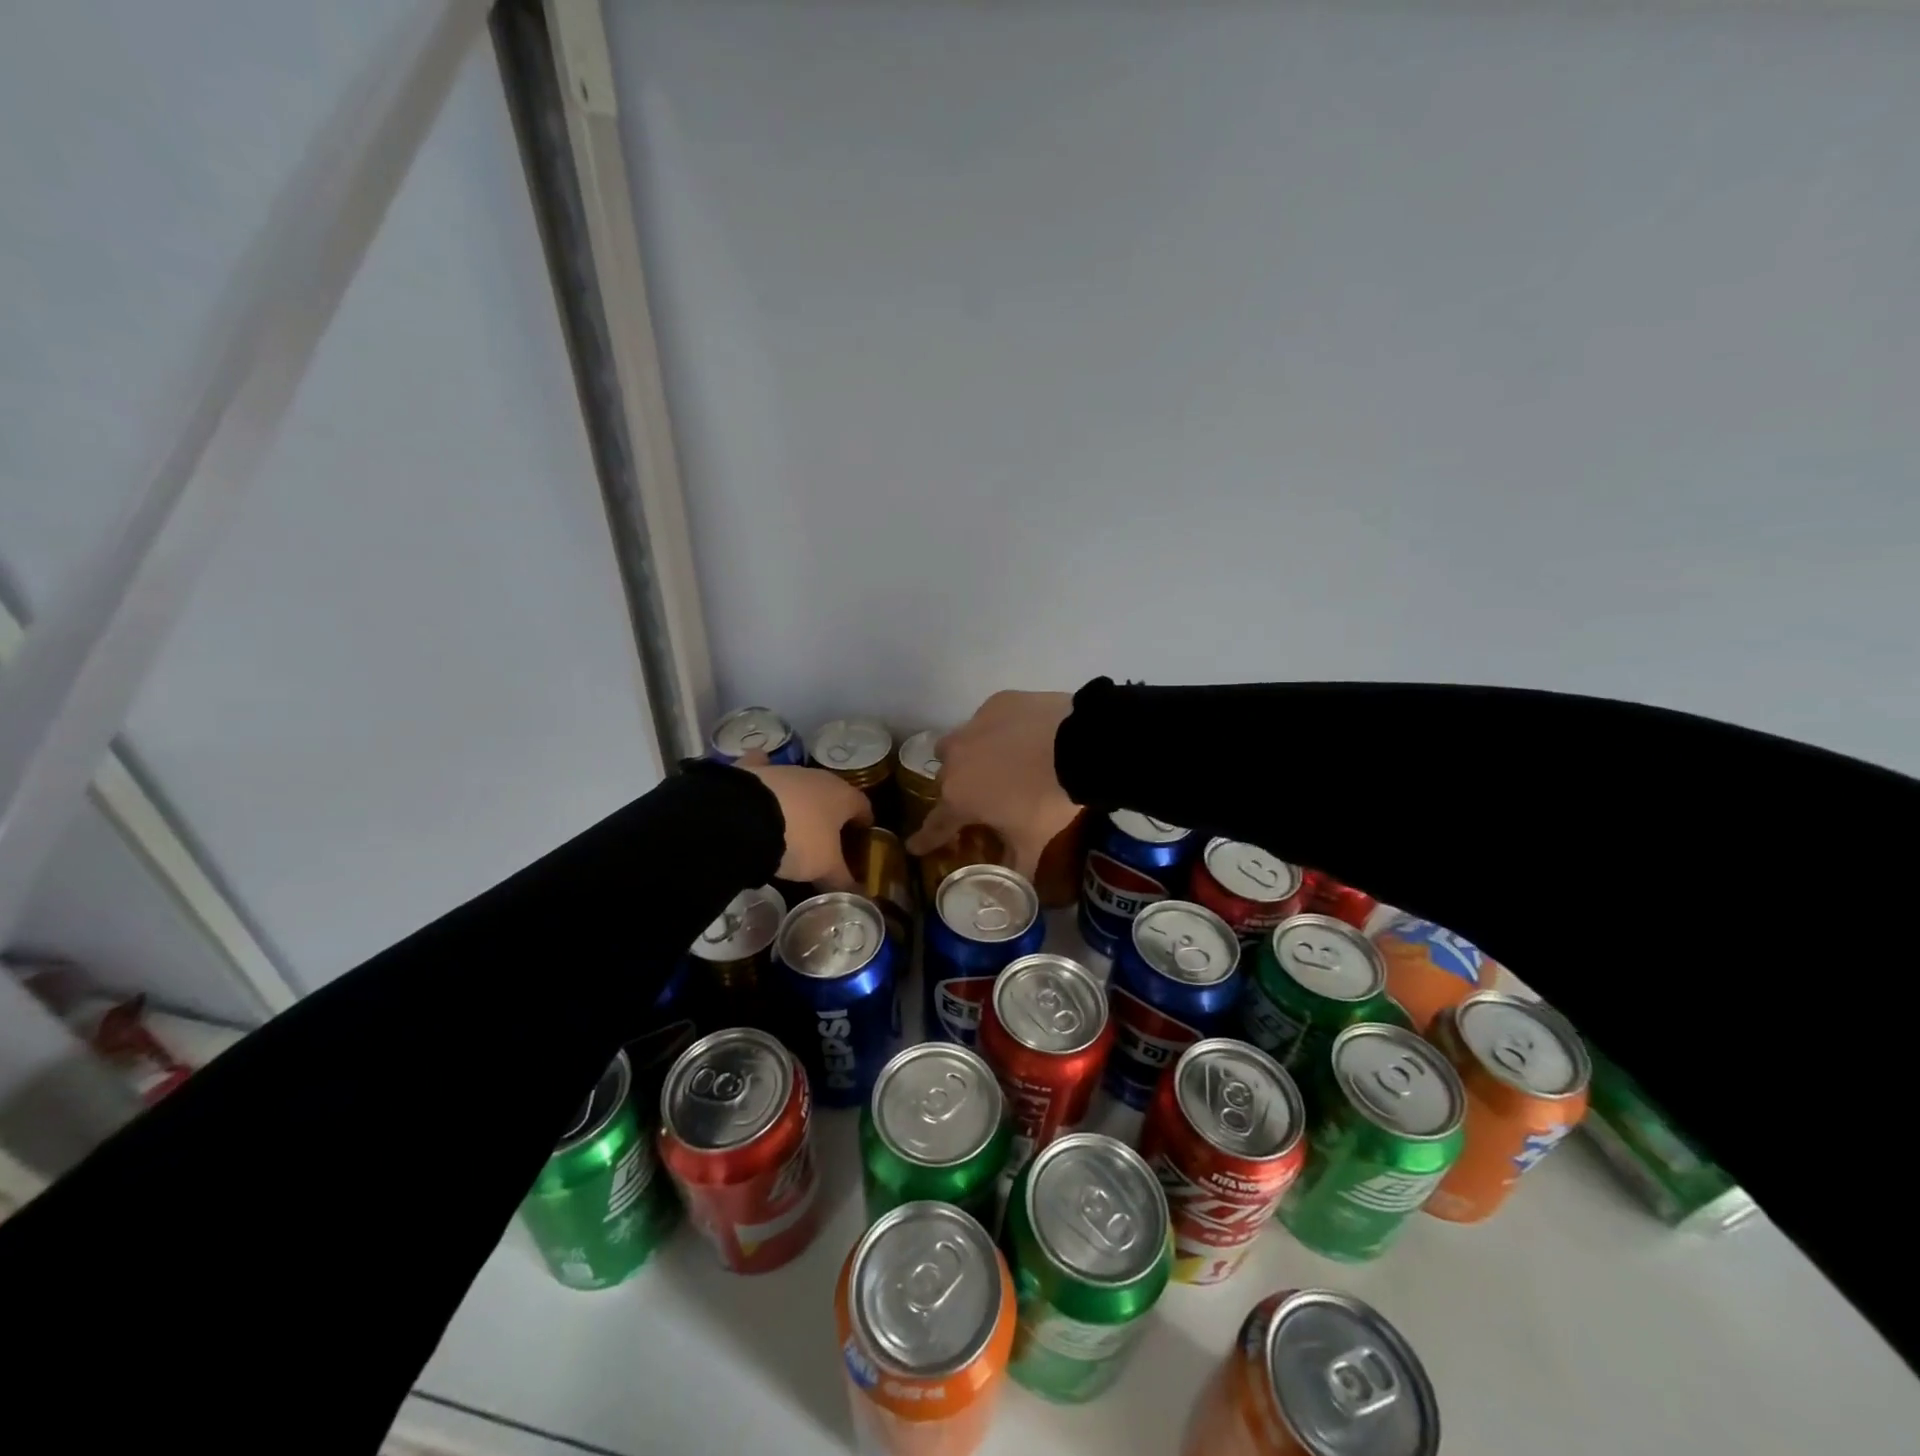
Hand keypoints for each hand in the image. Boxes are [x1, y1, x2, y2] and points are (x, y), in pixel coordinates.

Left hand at [738, 754, 871, 889]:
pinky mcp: (753, 770)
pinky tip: (759, 793)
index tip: (861, 838)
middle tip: (826, 838)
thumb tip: (858, 897)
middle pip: (832, 794)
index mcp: (843, 796)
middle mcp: (817, 777)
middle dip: (831, 813)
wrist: (745, 819)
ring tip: (792, 825)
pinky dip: (763, 779)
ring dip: (800, 801)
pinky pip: (762, 770)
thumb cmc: (799, 841)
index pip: (864, 806)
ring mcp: (784, 770)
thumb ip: (843, 881)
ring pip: (799, 784)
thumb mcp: (825, 869)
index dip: (864, 823)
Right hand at [905, 690, 1078, 876]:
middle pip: (947, 780)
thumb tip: (1015, 891)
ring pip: (958, 744)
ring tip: (999, 763)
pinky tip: (1024, 736)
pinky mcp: (996, 703)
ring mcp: (973, 726)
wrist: (1079, 745)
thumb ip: (1016, 868)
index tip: (913, 846)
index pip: (936, 824)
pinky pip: (989, 720)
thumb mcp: (1033, 842)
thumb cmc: (1048, 800)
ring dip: (970, 757)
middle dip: (960, 791)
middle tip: (984, 798)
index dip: (926, 838)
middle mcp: (955, 760)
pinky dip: (999, 731)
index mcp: (959, 798)